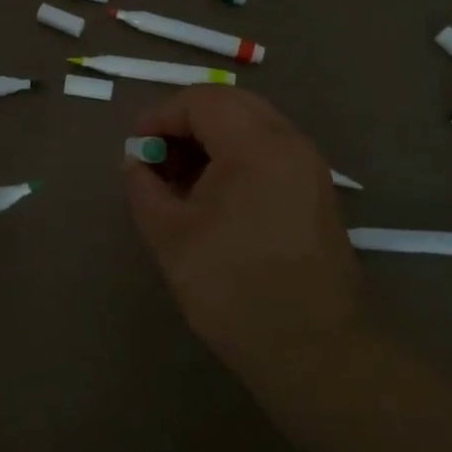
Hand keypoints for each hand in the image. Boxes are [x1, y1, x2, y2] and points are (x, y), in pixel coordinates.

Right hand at [121, 88, 365, 399]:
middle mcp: (290, 143)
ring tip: (180, 179)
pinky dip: (236, 156)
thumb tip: (135, 162)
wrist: (313, 350)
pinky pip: (270, 151)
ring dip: (212, 138)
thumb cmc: (233, 289)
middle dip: (186, 122)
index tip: (135, 147)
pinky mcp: (316, 192)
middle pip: (231, 104)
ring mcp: (310, 167)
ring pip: (253, 125)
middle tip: (156, 157)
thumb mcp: (170, 236)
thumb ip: (143, 188)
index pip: (201, 101)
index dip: (160, 116)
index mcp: (256, 146)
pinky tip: (213, 195)